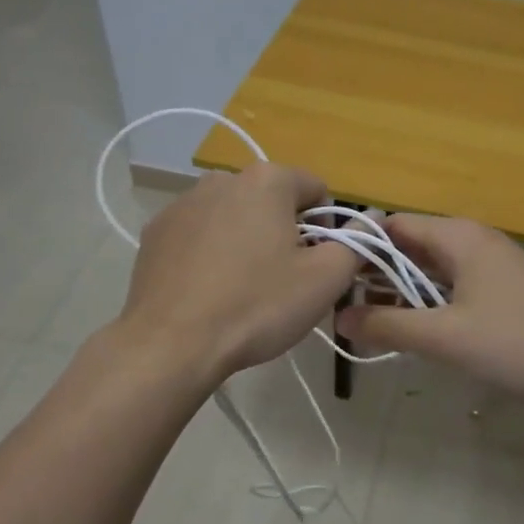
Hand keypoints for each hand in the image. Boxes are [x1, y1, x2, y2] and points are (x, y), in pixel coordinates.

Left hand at [119, 165, 357, 380]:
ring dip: (246, 241)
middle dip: (284, 232)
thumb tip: (368, 225)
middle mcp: (222, 179)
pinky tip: (209, 292)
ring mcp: (182, 204)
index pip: (316, 189)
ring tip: (242, 290)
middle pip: (272, 202)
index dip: (327, 227)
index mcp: (267, 181)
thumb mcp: (325, 280)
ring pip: (233, 217)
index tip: (317, 264)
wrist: (171, 344)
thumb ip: (355, 244)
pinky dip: (210, 254)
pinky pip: (199, 235)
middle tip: (283, 281)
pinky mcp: (155, 233)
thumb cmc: (257, 306)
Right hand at [333, 216, 523, 401]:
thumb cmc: (517, 342)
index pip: (392, 226)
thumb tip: (339, 319)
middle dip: (376, 274)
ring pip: (432, 269)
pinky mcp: (505, 287)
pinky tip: (415, 328)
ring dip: (401, 292)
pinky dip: (429, 301)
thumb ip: (388, 326)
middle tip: (340, 307)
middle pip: (410, 246)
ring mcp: (493, 263)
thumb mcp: (445, 336)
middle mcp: (473, 239)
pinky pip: (453, 285)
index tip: (328, 279)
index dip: (358, 249)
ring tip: (367, 322)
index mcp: (457, 236)